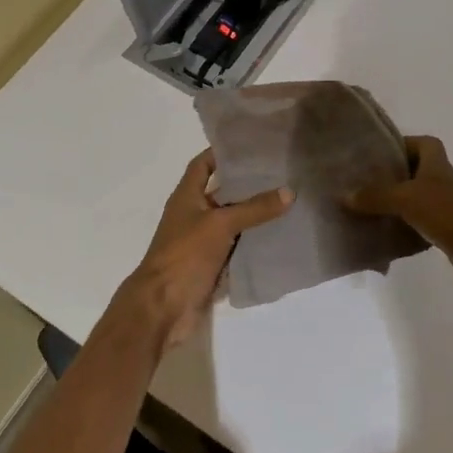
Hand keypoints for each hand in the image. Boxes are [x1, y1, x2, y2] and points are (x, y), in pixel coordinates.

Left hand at [123, 150, 293, 353]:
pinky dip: (254, 242)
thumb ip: (254, 208)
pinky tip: (280, 235)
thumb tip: (289, 191)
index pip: (203, 164)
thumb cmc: (185, 255)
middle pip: (222, 192)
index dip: (222, 152)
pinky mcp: (212, 265)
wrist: (163, 307)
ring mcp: (202, 241)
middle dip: (247, 183)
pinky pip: (237, 247)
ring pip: (232, 221)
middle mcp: (193, 215)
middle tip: (281, 171)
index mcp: (186, 197)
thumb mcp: (221, 224)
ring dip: (254, 214)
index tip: (251, 144)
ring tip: (288, 199)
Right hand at [345, 136, 452, 298]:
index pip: (422, 143)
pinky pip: (416, 228)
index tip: (374, 154)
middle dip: (388, 177)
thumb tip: (343, 195)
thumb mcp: (408, 199)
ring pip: (412, 202)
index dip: (401, 144)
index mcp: (436, 164)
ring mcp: (444, 209)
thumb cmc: (452, 214)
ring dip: (391, 206)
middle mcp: (441, 183)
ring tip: (359, 210)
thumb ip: (376, 196)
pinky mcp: (445, 234)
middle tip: (356, 183)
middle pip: (413, 172)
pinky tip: (379, 238)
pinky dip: (400, 232)